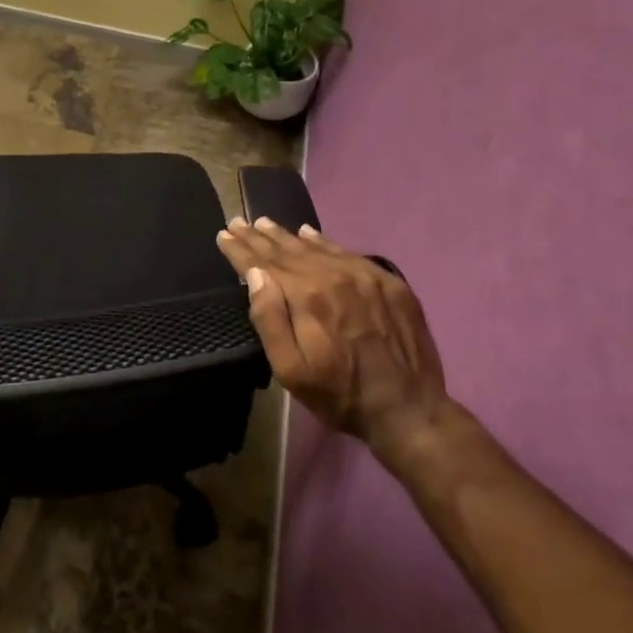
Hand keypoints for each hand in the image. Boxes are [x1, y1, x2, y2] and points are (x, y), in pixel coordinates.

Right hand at [215, 216, 461, 469]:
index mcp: (307, 297)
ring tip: (264, 223)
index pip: (264, 264)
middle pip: (288, 250)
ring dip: (287, 236)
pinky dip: (324, 242)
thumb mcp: (291, 370)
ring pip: (317, 247)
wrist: (409, 410)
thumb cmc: (339, 395)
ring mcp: (365, 276)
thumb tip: (256, 275)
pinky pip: (348, 253)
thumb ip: (269, 320)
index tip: (223, 234)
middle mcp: (334, 276)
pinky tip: (310, 233)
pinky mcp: (388, 282)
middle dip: (259, 237)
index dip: (241, 250)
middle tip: (238, 222)